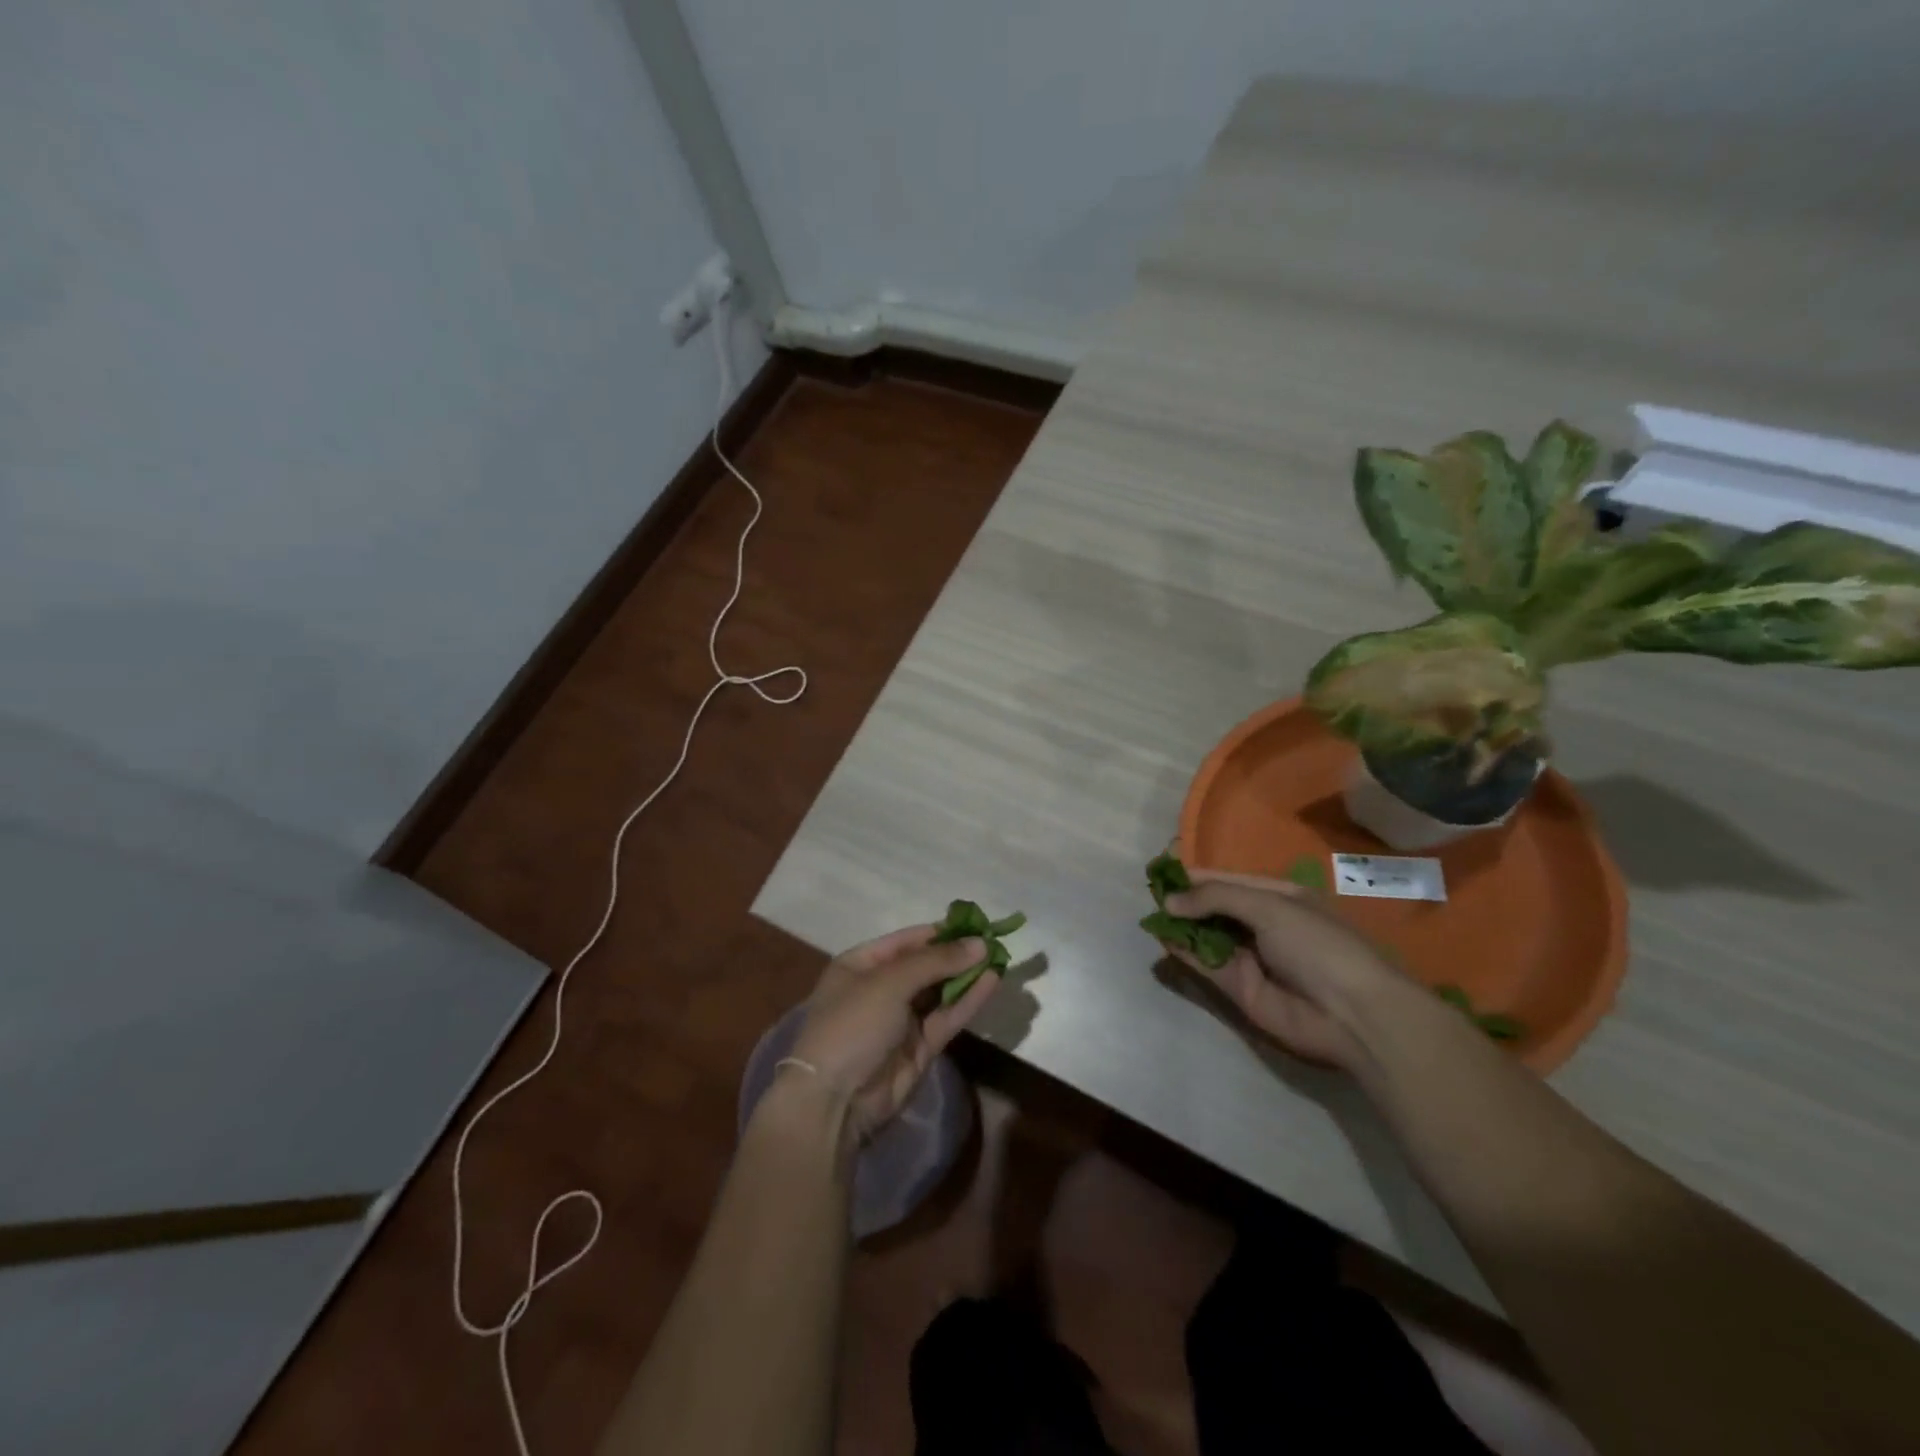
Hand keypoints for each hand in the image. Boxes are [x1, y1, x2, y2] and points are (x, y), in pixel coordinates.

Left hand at [788, 924, 999, 1142]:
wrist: (834, 1101)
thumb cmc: (852, 1024)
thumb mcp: (889, 982)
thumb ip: (936, 961)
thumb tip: (980, 944)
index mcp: (861, 965)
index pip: (906, 940)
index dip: (940, 932)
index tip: (975, 923)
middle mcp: (881, 988)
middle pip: (925, 965)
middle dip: (957, 954)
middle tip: (995, 941)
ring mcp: (901, 1020)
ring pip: (940, 991)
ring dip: (967, 975)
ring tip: (1001, 958)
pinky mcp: (920, 1047)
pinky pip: (947, 1016)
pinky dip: (968, 1000)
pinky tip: (992, 982)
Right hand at [1160, 869, 1405, 1070]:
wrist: (1353, 1014)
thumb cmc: (1318, 945)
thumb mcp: (1269, 906)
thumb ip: (1216, 898)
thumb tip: (1170, 901)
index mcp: (1278, 897)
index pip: (1227, 880)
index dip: (1196, 875)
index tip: (1162, 868)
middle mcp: (1262, 925)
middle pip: (1214, 907)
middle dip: (1185, 900)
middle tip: (1151, 893)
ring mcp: (1250, 957)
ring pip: (1206, 935)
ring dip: (1180, 925)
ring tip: (1152, 914)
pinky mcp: (1239, 988)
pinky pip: (1206, 964)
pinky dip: (1184, 951)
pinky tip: (1163, 938)